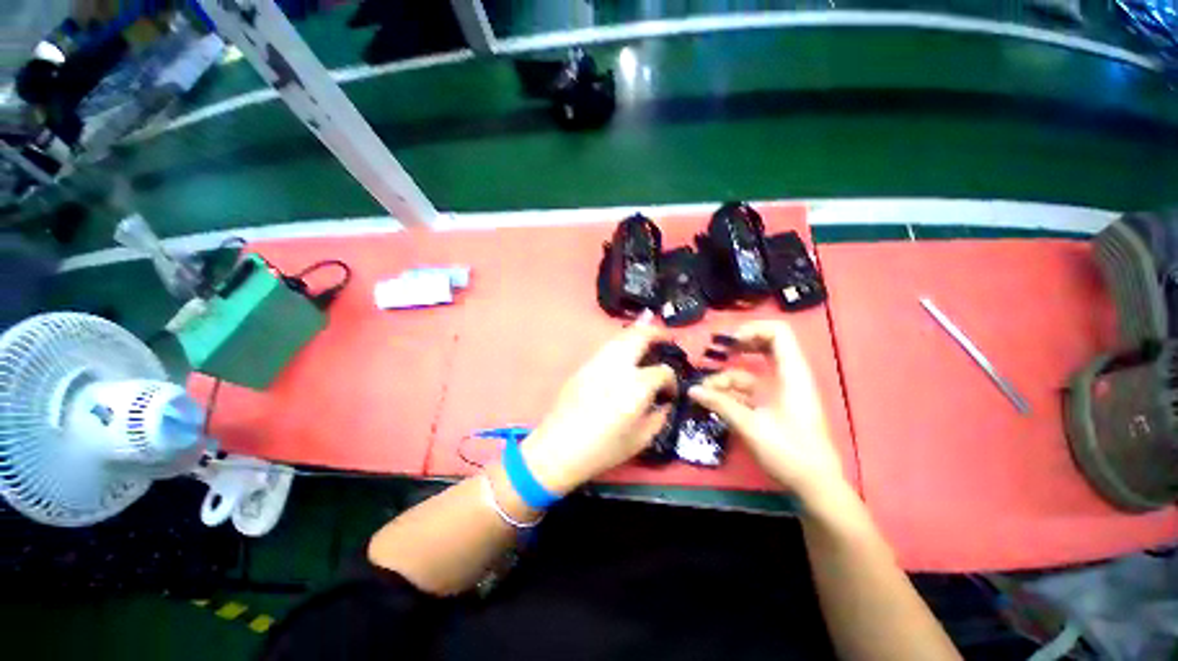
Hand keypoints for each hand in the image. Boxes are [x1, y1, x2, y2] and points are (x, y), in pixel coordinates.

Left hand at [521, 313, 675, 494]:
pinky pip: (607, 348)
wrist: (558, 448)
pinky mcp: (584, 366)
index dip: (671, 381)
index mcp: (636, 386)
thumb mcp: (640, 440)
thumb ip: (658, 417)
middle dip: (656, 334)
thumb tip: (663, 403)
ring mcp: (598, 363)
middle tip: (666, 339)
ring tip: (647, 342)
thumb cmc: (602, 449)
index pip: (662, 371)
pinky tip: (625, 356)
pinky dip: (621, 345)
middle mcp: (618, 367)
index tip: (669, 393)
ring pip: (621, 337)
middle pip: (639, 337)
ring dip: (637, 335)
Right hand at [688, 320, 847, 503]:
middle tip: (716, 352)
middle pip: (764, 345)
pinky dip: (730, 392)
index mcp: (792, 374)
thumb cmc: (790, 452)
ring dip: (726, 377)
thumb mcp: (751, 426)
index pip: (778, 333)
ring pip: (750, 371)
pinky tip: (712, 401)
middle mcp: (787, 376)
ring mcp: (779, 391)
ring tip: (704, 391)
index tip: (728, 343)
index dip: (752, 329)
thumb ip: (721, 404)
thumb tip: (692, 390)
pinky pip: (748, 389)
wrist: (814, 485)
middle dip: (737, 347)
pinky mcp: (772, 405)